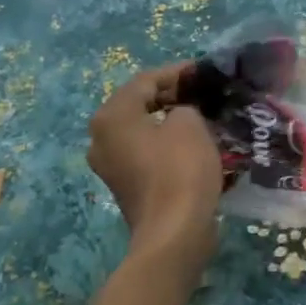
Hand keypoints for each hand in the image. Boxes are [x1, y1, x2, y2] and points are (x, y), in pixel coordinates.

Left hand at [86, 63, 221, 258]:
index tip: (204, 72)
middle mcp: (101, 138)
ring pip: (142, 130)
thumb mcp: (190, 124)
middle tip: (204, 94)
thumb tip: (181, 113)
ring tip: (202, 117)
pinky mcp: (125, 186)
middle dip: (172, 96)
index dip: (177, 72)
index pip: (145, 80)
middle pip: (139, 105)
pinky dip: (166, 144)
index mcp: (111, 116)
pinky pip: (146, 153)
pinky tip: (193, 145)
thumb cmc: (180, 170)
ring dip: (170, 122)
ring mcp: (110, 165)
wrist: (174, 233)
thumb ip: (185, 106)